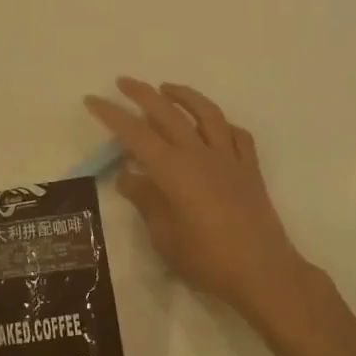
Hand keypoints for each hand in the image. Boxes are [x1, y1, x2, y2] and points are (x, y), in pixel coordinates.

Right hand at [85, 78, 309, 322]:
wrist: (263, 273)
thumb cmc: (207, 260)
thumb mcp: (164, 237)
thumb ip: (145, 201)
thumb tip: (127, 176)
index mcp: (173, 171)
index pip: (135, 134)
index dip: (112, 115)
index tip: (92, 99)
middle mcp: (200, 155)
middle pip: (168, 113)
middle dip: (142, 94)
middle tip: (123, 82)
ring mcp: (229, 158)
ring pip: (206, 113)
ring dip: (184, 96)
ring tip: (167, 88)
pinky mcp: (250, 169)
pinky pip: (237, 135)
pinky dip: (221, 123)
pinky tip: (213, 125)